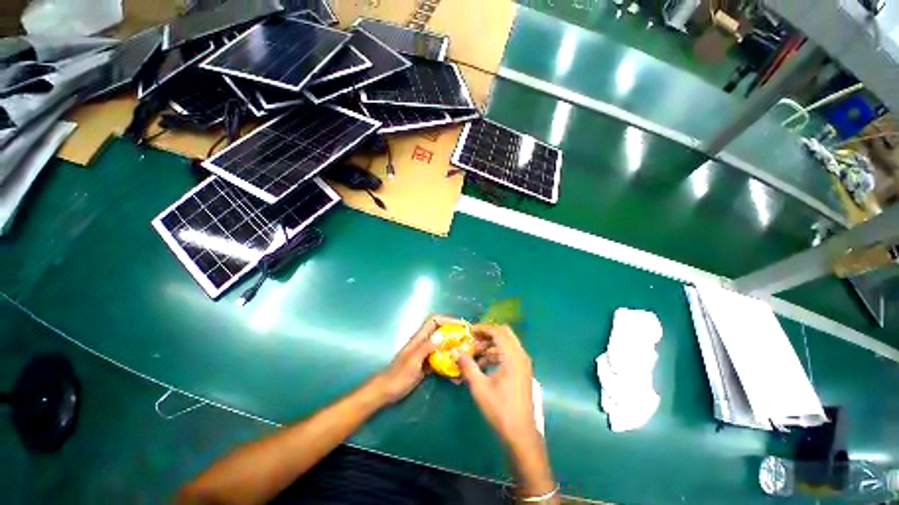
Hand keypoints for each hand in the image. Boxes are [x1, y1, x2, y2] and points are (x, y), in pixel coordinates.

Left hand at [373, 315, 463, 402]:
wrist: (386, 391)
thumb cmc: (398, 376)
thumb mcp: (412, 360)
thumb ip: (426, 347)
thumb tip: (442, 336)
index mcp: (419, 338)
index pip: (434, 320)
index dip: (448, 320)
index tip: (461, 326)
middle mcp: (424, 343)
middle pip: (441, 331)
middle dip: (454, 333)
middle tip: (468, 341)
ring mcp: (426, 354)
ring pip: (442, 345)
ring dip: (454, 348)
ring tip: (466, 354)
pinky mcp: (427, 365)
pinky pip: (441, 359)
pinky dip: (449, 362)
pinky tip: (456, 371)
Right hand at [457, 324, 537, 446]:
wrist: (520, 433)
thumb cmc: (500, 409)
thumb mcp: (480, 387)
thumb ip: (468, 366)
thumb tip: (456, 352)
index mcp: (512, 357)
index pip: (498, 332)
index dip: (482, 328)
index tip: (469, 331)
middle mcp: (521, 355)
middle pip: (505, 333)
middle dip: (488, 333)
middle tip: (473, 339)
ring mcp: (523, 363)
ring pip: (507, 343)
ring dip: (491, 344)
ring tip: (475, 353)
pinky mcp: (522, 371)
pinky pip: (509, 353)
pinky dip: (497, 353)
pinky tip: (483, 364)